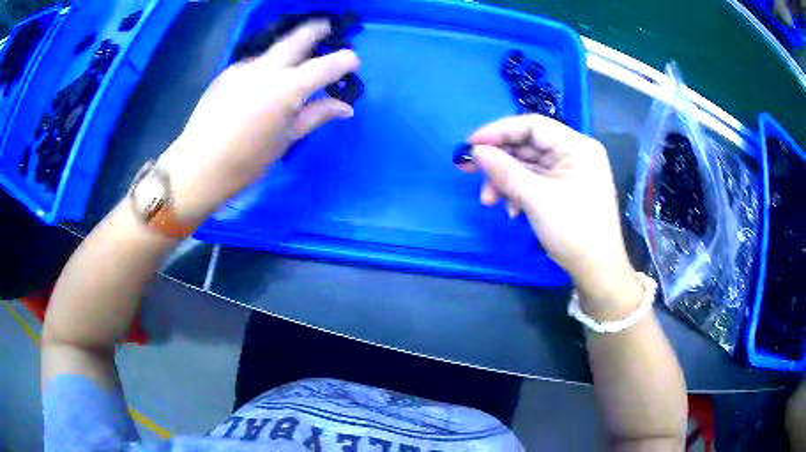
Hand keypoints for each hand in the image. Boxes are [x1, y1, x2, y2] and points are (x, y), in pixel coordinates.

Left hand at [156, 20, 359, 222]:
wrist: (197, 167)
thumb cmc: (246, 162)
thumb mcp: (286, 140)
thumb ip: (316, 116)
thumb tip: (345, 107)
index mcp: (287, 88)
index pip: (326, 65)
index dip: (345, 61)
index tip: (354, 63)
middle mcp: (266, 69)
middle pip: (297, 38)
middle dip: (316, 30)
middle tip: (327, 29)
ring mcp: (243, 68)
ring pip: (273, 50)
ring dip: (289, 51)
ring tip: (294, 63)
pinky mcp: (226, 74)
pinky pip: (254, 63)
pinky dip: (266, 66)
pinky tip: (262, 83)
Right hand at [466, 115, 641, 314]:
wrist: (598, 271)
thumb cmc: (574, 231)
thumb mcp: (536, 199)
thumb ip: (505, 171)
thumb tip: (475, 151)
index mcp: (577, 146)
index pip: (533, 125)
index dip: (499, 131)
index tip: (471, 144)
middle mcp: (575, 153)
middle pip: (529, 145)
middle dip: (500, 161)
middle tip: (468, 169)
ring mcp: (571, 172)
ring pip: (530, 165)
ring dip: (507, 181)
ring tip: (489, 201)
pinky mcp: (566, 189)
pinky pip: (537, 181)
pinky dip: (520, 192)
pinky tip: (511, 210)